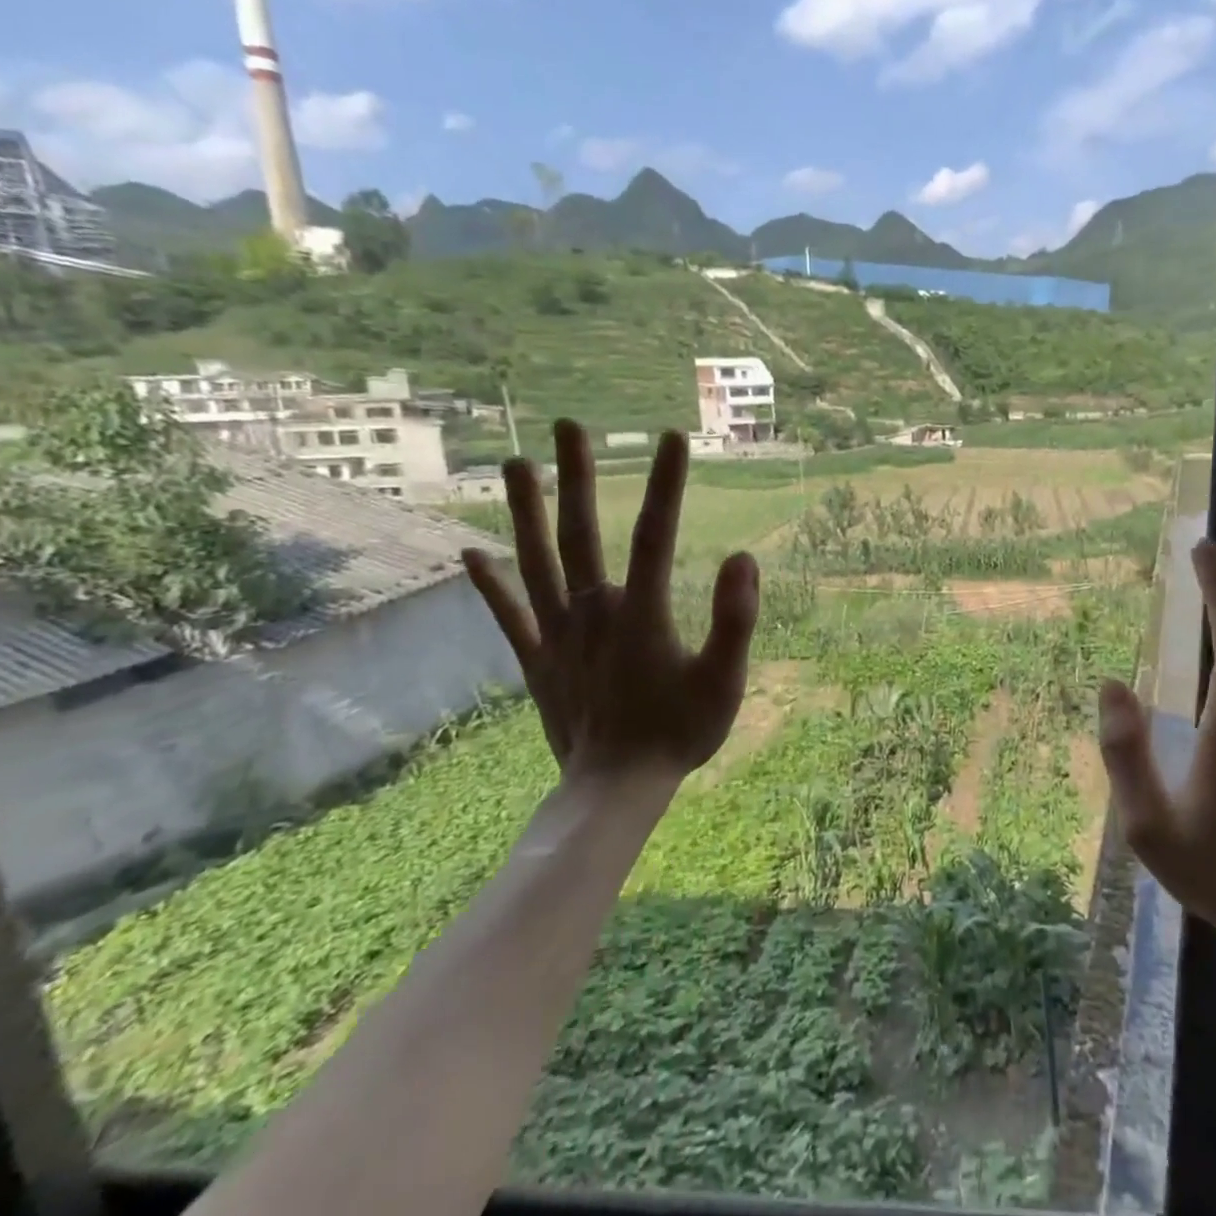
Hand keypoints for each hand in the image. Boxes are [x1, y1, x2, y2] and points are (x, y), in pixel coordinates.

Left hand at [461, 422, 758, 797]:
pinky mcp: (538, 660)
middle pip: (582, 533)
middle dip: (578, 477)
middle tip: (568, 427)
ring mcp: (558, 635)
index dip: (666, 484)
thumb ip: (735, 618)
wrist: (616, 789)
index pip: (655, 534)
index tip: (671, 438)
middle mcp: (594, 612)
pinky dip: (489, 584)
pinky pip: (509, 615)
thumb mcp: (724, 680)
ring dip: (527, 512)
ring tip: (517, 464)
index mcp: (642, 612)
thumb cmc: (679, 733)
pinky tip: (470, 552)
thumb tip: (744, 557)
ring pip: (537, 562)